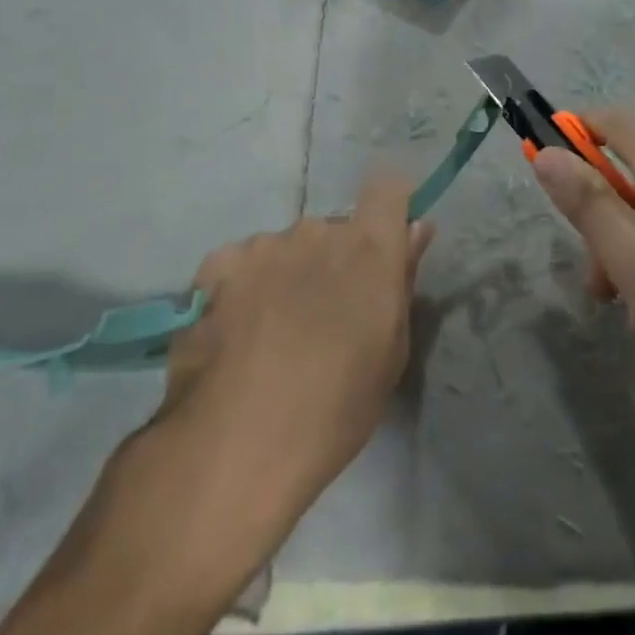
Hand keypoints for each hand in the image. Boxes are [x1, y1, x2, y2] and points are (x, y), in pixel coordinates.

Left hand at [156, 173, 433, 521]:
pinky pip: (243, 262)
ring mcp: (263, 245)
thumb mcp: (390, 351)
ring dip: (288, 274)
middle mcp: (317, 231)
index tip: (386, 240)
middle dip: (333, 261)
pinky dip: (245, 286)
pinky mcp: (217, 264)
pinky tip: (236, 331)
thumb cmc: (334, 408)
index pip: (388, 189)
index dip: (389, 208)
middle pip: (334, 230)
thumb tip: (416, 228)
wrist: (235, 445)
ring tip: (271, 334)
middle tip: (323, 317)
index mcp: (367, 248)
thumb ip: (402, 279)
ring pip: (287, 248)